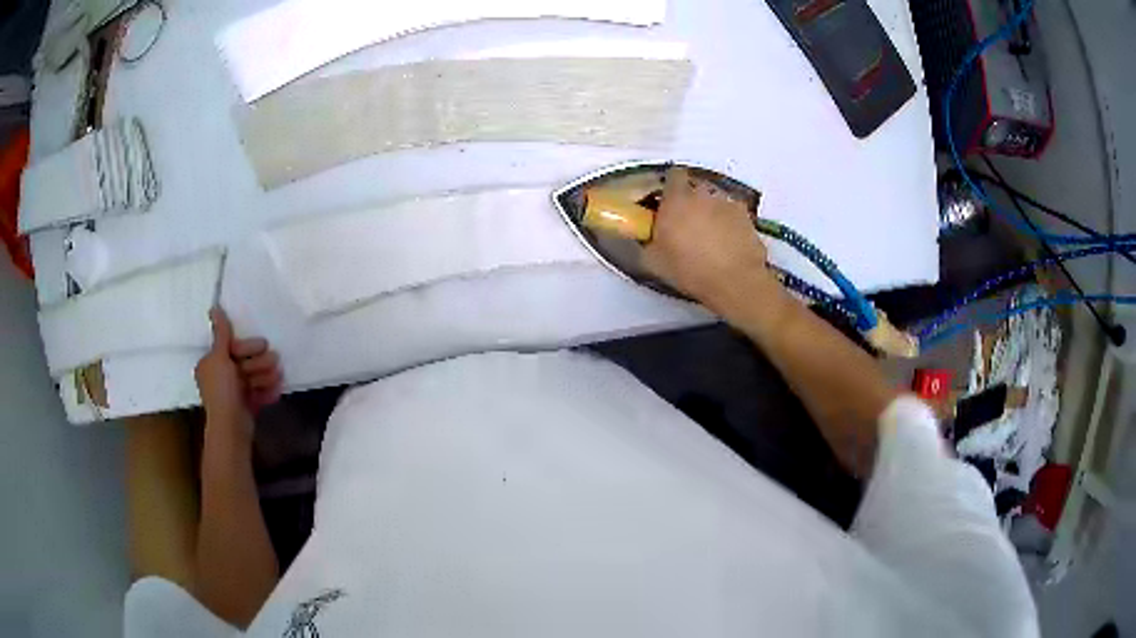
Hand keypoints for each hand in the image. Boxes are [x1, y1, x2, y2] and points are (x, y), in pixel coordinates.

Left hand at [195, 308, 281, 435]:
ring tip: (277, 377)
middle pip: (244, 362)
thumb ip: (221, 334)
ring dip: (266, 376)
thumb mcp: (219, 358)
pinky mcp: (245, 406)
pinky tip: (277, 390)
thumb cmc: (222, 390)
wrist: (231, 428)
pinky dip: (267, 392)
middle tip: (274, 361)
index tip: (261, 346)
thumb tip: (214, 307)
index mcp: (211, 364)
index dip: (247, 346)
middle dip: (260, 362)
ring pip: (253, 377)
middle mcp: (221, 377)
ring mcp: (234, 393)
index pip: (232, 348)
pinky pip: (258, 394)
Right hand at [643, 168, 775, 309]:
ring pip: (715, 201)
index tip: (667, 201)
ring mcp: (728, 203)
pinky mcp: (747, 217)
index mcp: (676, 199)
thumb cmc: (689, 269)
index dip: (670, 187)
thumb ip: (646, 240)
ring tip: (709, 236)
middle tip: (686, 223)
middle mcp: (703, 194)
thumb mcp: (654, 261)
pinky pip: (733, 215)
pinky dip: (730, 224)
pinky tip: (728, 244)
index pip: (672, 176)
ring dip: (711, 212)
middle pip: (695, 188)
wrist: (734, 281)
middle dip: (691, 200)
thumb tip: (645, 235)